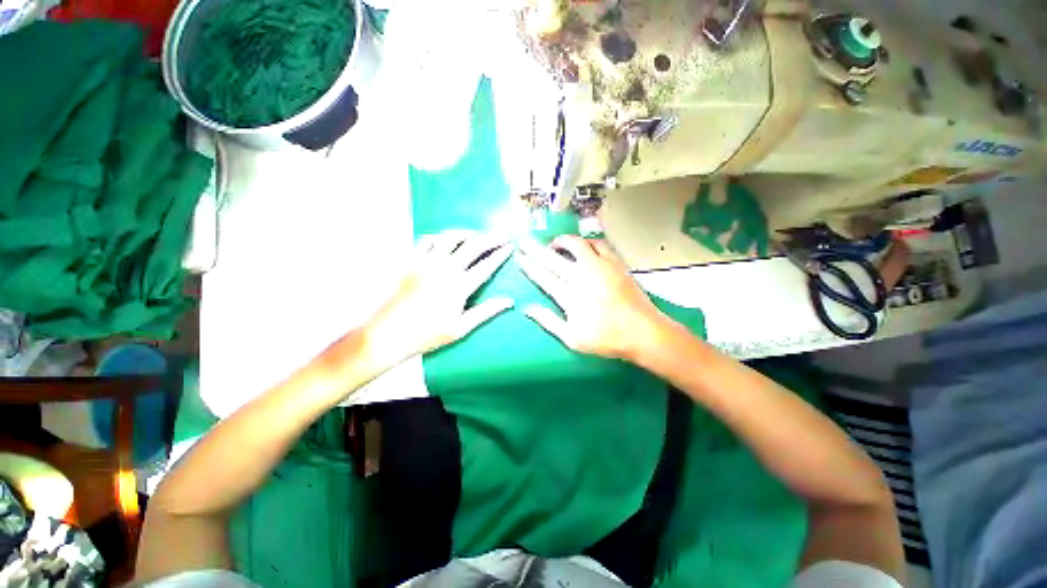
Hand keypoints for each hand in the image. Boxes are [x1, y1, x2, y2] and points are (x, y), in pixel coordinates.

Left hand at [364, 230, 512, 367]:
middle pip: (473, 246)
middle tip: (502, 236)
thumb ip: (486, 311)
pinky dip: (441, 236)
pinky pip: (427, 240)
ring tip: (477, 235)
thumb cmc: (427, 334)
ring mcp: (426, 262)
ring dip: (467, 233)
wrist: (389, 333)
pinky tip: (447, 240)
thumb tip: (509, 302)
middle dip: (491, 238)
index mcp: (459, 287)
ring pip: (451, 237)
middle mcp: (445, 269)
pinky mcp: (411, 261)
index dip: (500, 254)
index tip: (510, 246)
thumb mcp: (461, 328)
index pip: (486, 265)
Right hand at [517, 235, 671, 360]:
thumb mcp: (572, 338)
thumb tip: (527, 309)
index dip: (528, 265)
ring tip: (554, 244)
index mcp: (569, 295)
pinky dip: (587, 242)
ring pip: (576, 244)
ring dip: (561, 241)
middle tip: (524, 240)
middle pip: (552, 257)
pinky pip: (598, 244)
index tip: (518, 256)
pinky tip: (584, 246)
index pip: (542, 275)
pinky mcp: (616, 263)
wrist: (644, 332)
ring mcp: (600, 267)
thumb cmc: (606, 339)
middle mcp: (582, 276)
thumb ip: (548, 321)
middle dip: (534, 247)